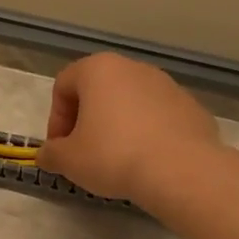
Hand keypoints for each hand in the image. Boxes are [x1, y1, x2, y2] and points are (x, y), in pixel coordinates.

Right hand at [36, 53, 225, 205]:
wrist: (181, 171)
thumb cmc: (113, 156)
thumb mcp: (68, 160)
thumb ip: (51, 154)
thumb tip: (47, 155)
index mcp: (98, 69)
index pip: (63, 85)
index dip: (55, 119)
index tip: (60, 148)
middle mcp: (133, 68)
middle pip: (98, 90)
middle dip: (86, 120)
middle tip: (84, 153)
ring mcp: (167, 85)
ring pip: (130, 103)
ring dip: (117, 126)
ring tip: (117, 159)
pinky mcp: (191, 107)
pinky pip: (158, 117)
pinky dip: (147, 134)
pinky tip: (147, 161)